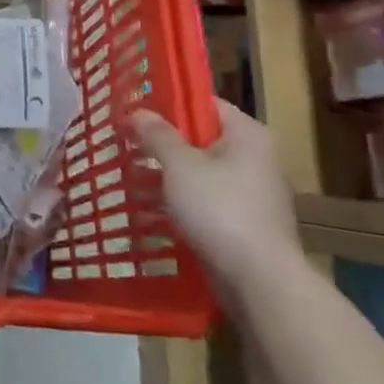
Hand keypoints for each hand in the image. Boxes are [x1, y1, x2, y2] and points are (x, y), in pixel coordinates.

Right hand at [130, 100, 303, 302]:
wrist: (258, 279)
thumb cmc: (219, 208)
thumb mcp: (179, 164)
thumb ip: (156, 134)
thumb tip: (138, 111)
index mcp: (248, 135)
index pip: (205, 104)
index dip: (168, 104)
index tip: (135, 112)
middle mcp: (256, 159)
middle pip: (201, 139)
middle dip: (162, 144)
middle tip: (125, 144)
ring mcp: (252, 194)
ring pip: (200, 173)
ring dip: (166, 175)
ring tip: (128, 177)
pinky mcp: (244, 223)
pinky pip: (205, 201)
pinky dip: (179, 201)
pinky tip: (149, 209)